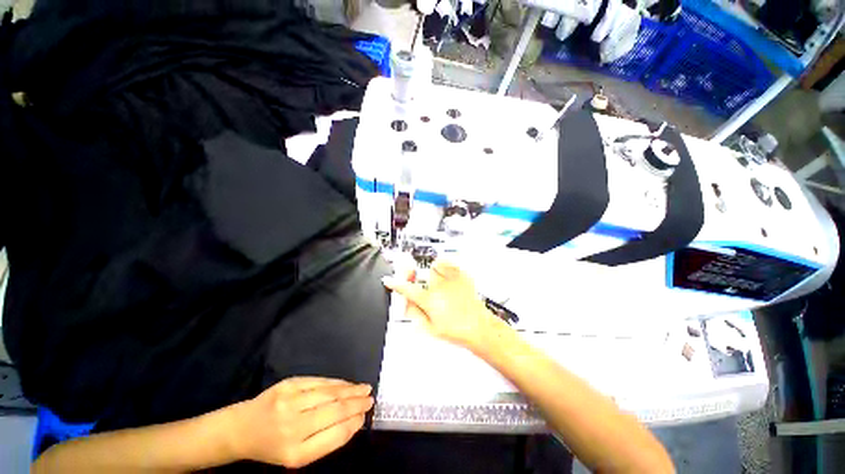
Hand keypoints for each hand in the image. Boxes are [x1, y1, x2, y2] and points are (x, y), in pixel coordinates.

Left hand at [229, 377, 373, 467]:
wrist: (241, 429)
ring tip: (364, 389)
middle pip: (334, 411)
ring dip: (351, 390)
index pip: (335, 435)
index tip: (365, 416)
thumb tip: (353, 421)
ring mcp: (290, 401)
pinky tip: (347, 384)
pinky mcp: (288, 383)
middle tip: (371, 398)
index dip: (354, 424)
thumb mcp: (297, 456)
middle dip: (357, 403)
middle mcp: (293, 426)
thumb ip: (326, 441)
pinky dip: (337, 382)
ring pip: (329, 393)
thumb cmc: (271, 447)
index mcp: (295, 452)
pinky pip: (319, 381)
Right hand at [382, 259, 501, 349]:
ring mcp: (451, 279)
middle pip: (421, 273)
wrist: (479, 327)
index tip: (389, 280)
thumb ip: (414, 313)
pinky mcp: (462, 275)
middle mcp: (439, 286)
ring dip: (435, 273)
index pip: (407, 289)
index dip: (395, 284)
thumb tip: (406, 303)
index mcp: (429, 300)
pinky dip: (446, 267)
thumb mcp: (430, 328)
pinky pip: (449, 263)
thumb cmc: (457, 331)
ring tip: (442, 285)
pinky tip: (450, 279)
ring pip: (435, 266)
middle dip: (421, 279)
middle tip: (429, 289)